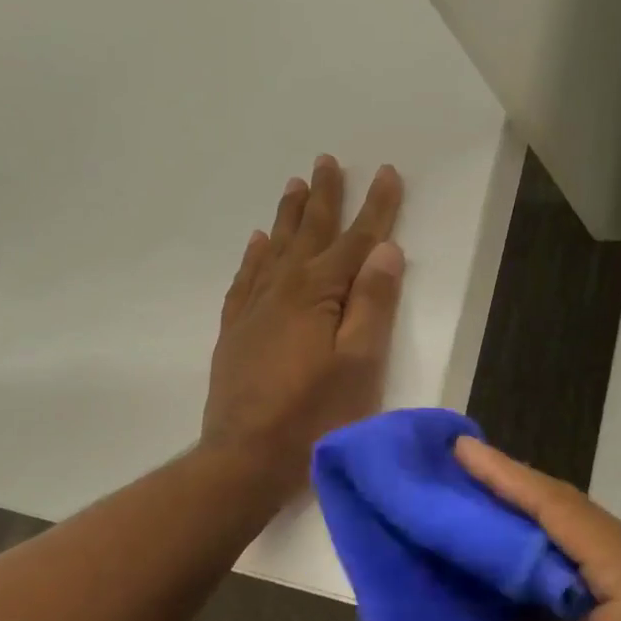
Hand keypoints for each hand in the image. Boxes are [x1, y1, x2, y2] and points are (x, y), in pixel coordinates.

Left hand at [202, 156, 405, 497]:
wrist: (245, 458)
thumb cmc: (315, 416)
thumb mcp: (360, 363)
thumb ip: (372, 304)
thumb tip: (385, 249)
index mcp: (317, 294)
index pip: (355, 240)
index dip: (375, 207)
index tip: (385, 172)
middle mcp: (282, 289)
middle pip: (309, 234)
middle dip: (324, 197)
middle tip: (326, 161)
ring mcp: (253, 310)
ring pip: (274, 249)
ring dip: (289, 217)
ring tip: (295, 186)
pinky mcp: (235, 332)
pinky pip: (245, 279)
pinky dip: (254, 256)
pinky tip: (257, 243)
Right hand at [455, 438, 620, 620]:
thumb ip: (522, 618)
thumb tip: (501, 582)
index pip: (559, 509)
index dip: (504, 476)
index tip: (459, 447)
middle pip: (572, 514)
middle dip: (512, 491)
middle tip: (455, 468)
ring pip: (581, 536)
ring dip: (528, 521)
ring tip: (472, 497)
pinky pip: (592, 563)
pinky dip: (549, 554)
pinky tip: (512, 548)